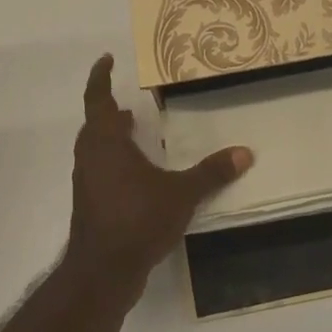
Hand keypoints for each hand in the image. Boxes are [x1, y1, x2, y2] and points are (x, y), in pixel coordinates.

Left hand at [63, 54, 252, 304]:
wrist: (102, 272)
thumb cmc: (137, 219)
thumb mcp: (180, 193)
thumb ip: (211, 172)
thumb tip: (244, 153)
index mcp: (106, 141)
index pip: (97, 98)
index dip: (100, 77)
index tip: (107, 59)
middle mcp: (91, 155)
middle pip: (95, 122)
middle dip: (110, 108)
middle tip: (131, 101)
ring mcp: (87, 181)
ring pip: (96, 146)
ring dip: (112, 134)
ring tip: (136, 130)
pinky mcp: (90, 203)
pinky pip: (100, 168)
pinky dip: (114, 159)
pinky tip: (137, 171)